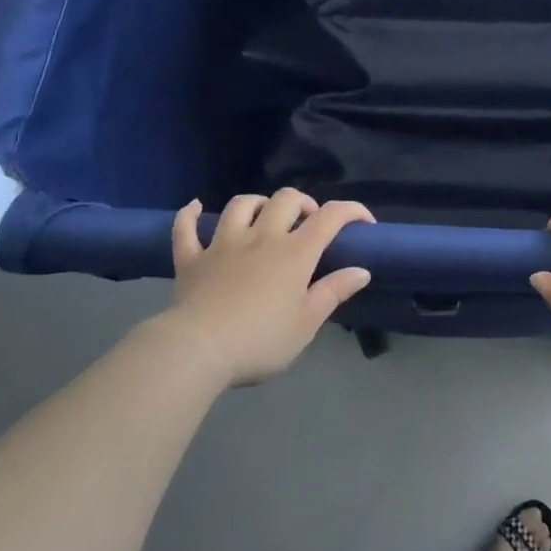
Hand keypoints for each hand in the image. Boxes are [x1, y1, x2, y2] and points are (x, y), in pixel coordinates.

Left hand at [165, 189, 374, 386]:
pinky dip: (190, 215)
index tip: (364, 222)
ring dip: (256, 203)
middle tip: (308, 223)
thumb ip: (334, 292)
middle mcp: (261, 237)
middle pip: (285, 199)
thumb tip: (362, 270)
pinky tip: (195, 207)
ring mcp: (223, 244)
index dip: (351, 211)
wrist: (198, 350)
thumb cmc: (259, 341)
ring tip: (264, 215)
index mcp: (294, 253)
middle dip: (303, 203)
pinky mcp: (192, 258)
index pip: (330, 217)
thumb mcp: (306, 324)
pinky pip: (186, 228)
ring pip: (241, 205)